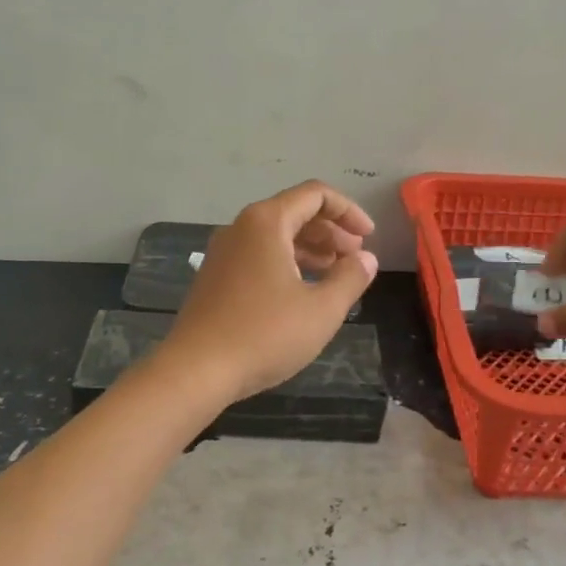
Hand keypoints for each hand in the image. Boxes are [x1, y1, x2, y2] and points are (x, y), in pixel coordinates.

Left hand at [161, 181, 379, 400]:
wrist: (196, 370)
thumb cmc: (264, 335)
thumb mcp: (321, 309)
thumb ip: (350, 278)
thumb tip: (366, 259)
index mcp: (266, 223)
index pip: (315, 195)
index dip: (348, 211)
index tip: (369, 238)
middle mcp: (241, 228)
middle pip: (294, 212)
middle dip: (331, 231)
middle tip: (356, 258)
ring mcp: (224, 252)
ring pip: (276, 236)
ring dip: (310, 248)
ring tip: (335, 274)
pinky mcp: (215, 277)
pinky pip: (259, 255)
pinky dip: (287, 263)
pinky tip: (302, 291)